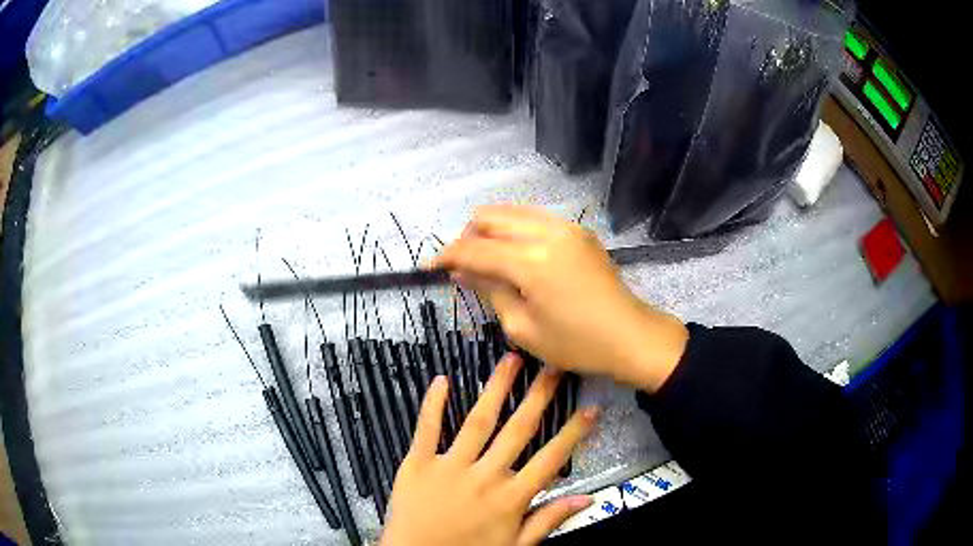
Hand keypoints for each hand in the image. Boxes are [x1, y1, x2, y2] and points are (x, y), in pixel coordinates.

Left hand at [380, 353, 598, 545]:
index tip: (589, 409)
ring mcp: (449, 467)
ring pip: (478, 421)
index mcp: (510, 498)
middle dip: (538, 397)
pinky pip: (426, 429)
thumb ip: (548, 520)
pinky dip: (433, 404)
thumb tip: (585, 500)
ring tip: (510, 360)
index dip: (573, 433)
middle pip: (518, 430)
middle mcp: (484, 477)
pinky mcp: (417, 464)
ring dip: (496, 388)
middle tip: (552, 368)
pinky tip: (442, 380)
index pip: (551, 459)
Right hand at [433, 205, 687, 391]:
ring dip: (491, 229)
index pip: (475, 247)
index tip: (430, 266)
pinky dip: (515, 229)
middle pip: (490, 217)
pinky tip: (515, 253)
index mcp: (531, 260)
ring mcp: (566, 226)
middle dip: (468, 237)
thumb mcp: (523, 327)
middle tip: (462, 266)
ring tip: (485, 258)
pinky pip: (534, 217)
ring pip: (512, 211)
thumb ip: (490, 291)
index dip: (448, 256)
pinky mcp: (578, 230)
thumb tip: (462, 271)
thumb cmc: (576, 343)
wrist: (630, 336)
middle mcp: (547, 231)